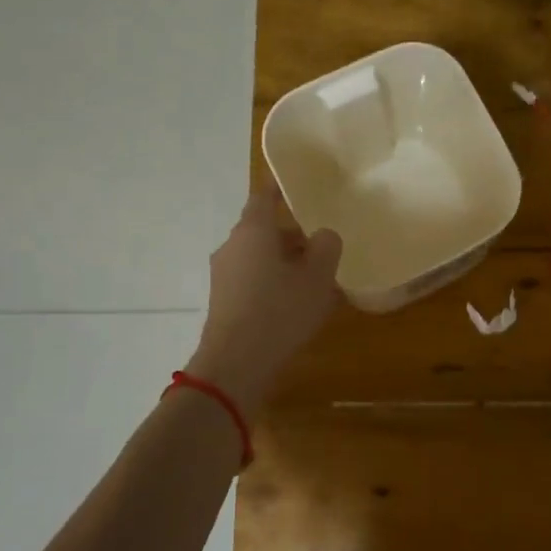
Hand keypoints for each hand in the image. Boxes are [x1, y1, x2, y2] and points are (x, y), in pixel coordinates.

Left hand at [186, 188, 342, 417]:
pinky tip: (296, 303)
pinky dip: (273, 282)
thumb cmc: (280, 311)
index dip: (281, 189)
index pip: (264, 196)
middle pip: (263, 229)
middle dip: (292, 234)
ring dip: (284, 261)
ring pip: (258, 256)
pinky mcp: (224, 301)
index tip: (298, 186)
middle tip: (322, 243)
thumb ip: (327, 247)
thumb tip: (323, 236)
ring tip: (316, 278)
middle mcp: (232, 246)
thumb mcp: (318, 277)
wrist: (237, 364)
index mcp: (253, 231)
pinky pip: (253, 280)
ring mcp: (224, 275)